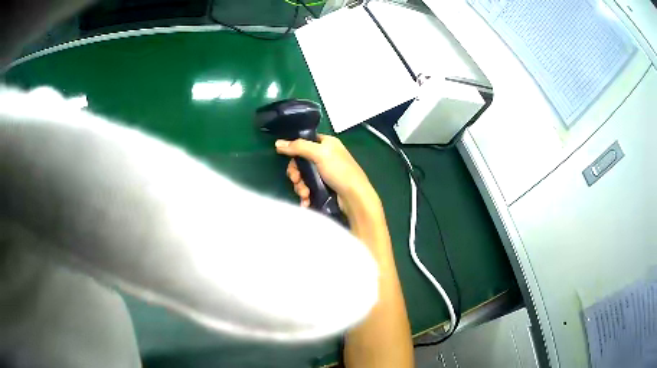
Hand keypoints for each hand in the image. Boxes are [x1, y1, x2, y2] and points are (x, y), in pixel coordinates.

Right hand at [275, 135, 379, 218]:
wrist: (355, 197)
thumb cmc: (339, 171)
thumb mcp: (319, 154)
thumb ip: (298, 147)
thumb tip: (277, 143)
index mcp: (327, 143)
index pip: (305, 142)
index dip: (295, 150)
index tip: (289, 159)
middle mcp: (325, 156)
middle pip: (301, 162)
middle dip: (296, 173)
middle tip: (296, 180)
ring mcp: (325, 173)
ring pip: (303, 177)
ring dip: (300, 186)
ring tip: (305, 194)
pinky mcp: (324, 188)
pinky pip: (308, 188)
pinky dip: (305, 195)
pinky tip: (306, 201)